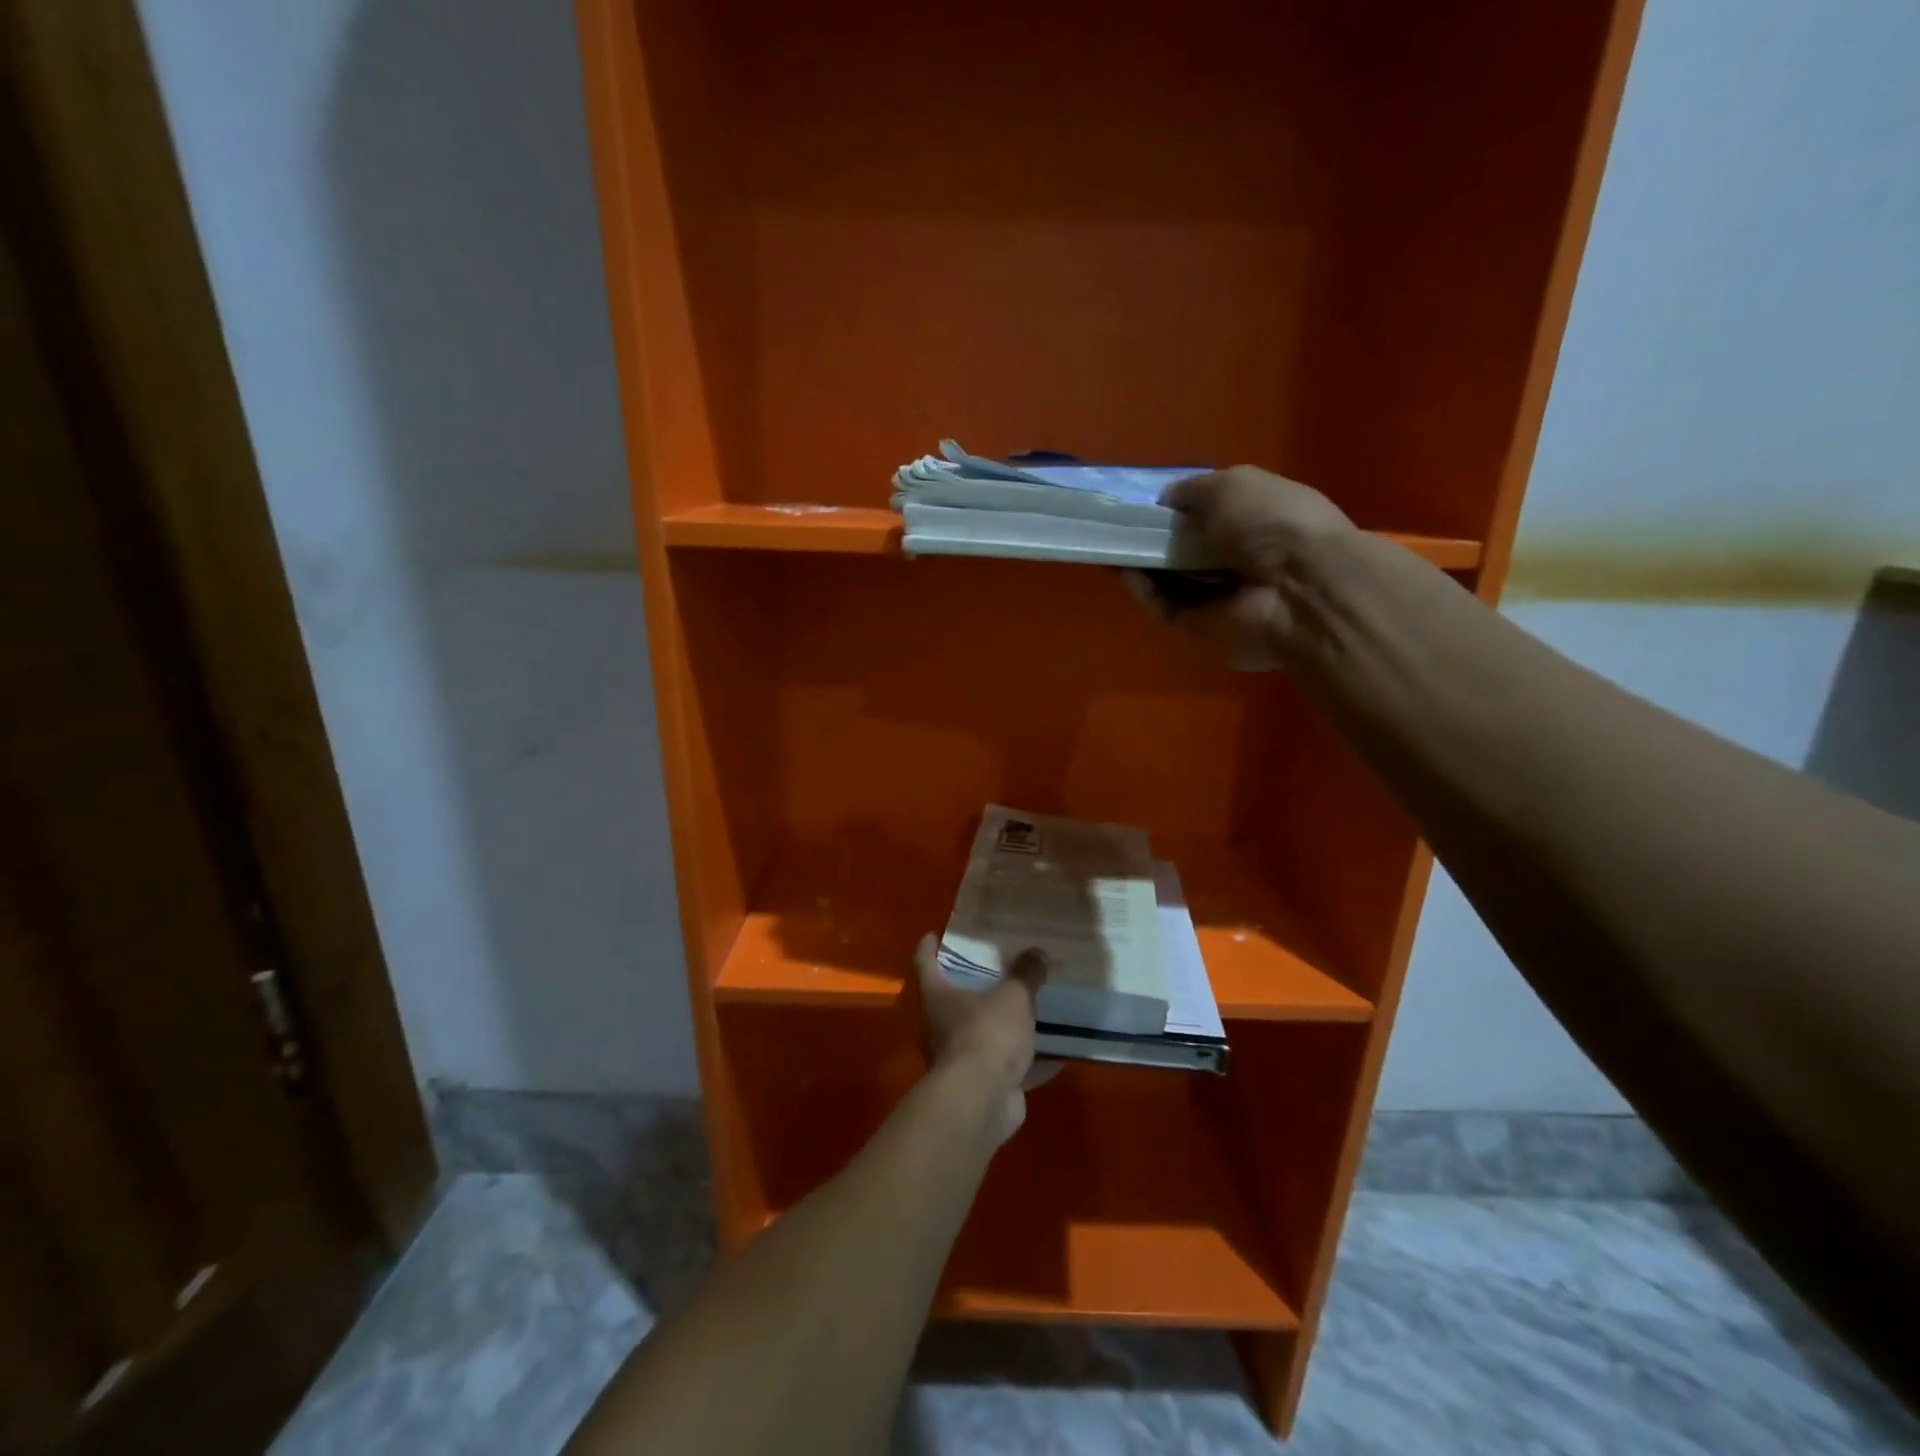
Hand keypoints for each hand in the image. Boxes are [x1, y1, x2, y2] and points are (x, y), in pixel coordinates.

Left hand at [914, 935, 1057, 1144]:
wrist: (981, 1102)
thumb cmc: (986, 1034)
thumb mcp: (1013, 996)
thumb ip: (1026, 974)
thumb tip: (1037, 951)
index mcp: (939, 998)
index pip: (925, 965)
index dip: (927, 949)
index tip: (931, 935)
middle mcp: (942, 1027)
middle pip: (953, 1001)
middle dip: (973, 988)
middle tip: (996, 970)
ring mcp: (962, 1060)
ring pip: (983, 1036)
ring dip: (1003, 1027)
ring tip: (1030, 1009)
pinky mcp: (985, 1087)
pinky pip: (1010, 1068)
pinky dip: (1031, 1063)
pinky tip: (1058, 1055)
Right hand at [1126, 466, 1354, 670]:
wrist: (1298, 589)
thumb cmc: (1272, 523)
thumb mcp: (1233, 485)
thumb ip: (1194, 490)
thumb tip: (1165, 499)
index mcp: (1258, 516)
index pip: (1211, 511)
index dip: (1178, 507)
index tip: (1145, 503)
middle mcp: (1240, 555)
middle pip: (1188, 547)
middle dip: (1156, 538)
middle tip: (1121, 528)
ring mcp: (1221, 594)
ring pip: (1173, 580)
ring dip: (1144, 566)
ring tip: (1113, 549)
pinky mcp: (1203, 626)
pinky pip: (1167, 608)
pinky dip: (1146, 593)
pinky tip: (1126, 574)